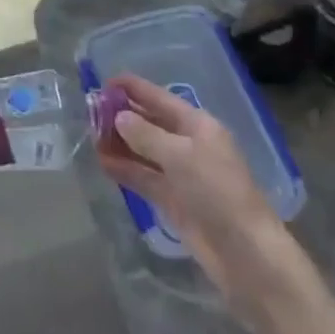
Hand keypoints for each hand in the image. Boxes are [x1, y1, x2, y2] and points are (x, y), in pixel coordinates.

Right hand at [99, 74, 300, 311]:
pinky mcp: (173, 200)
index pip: (160, 98)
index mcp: (198, 125)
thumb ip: (146, 135)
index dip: (134, 88)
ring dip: (120, 143)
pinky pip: (144, 177)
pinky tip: (102, 163)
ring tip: (90, 136)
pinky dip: (125, 169)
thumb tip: (120, 117)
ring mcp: (180, 173)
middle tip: (90, 111)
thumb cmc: (217, 191)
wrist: (244, 251)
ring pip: (144, 151)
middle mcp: (188, 144)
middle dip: (122, 116)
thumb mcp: (180, 156)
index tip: (105, 82)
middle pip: (150, 123)